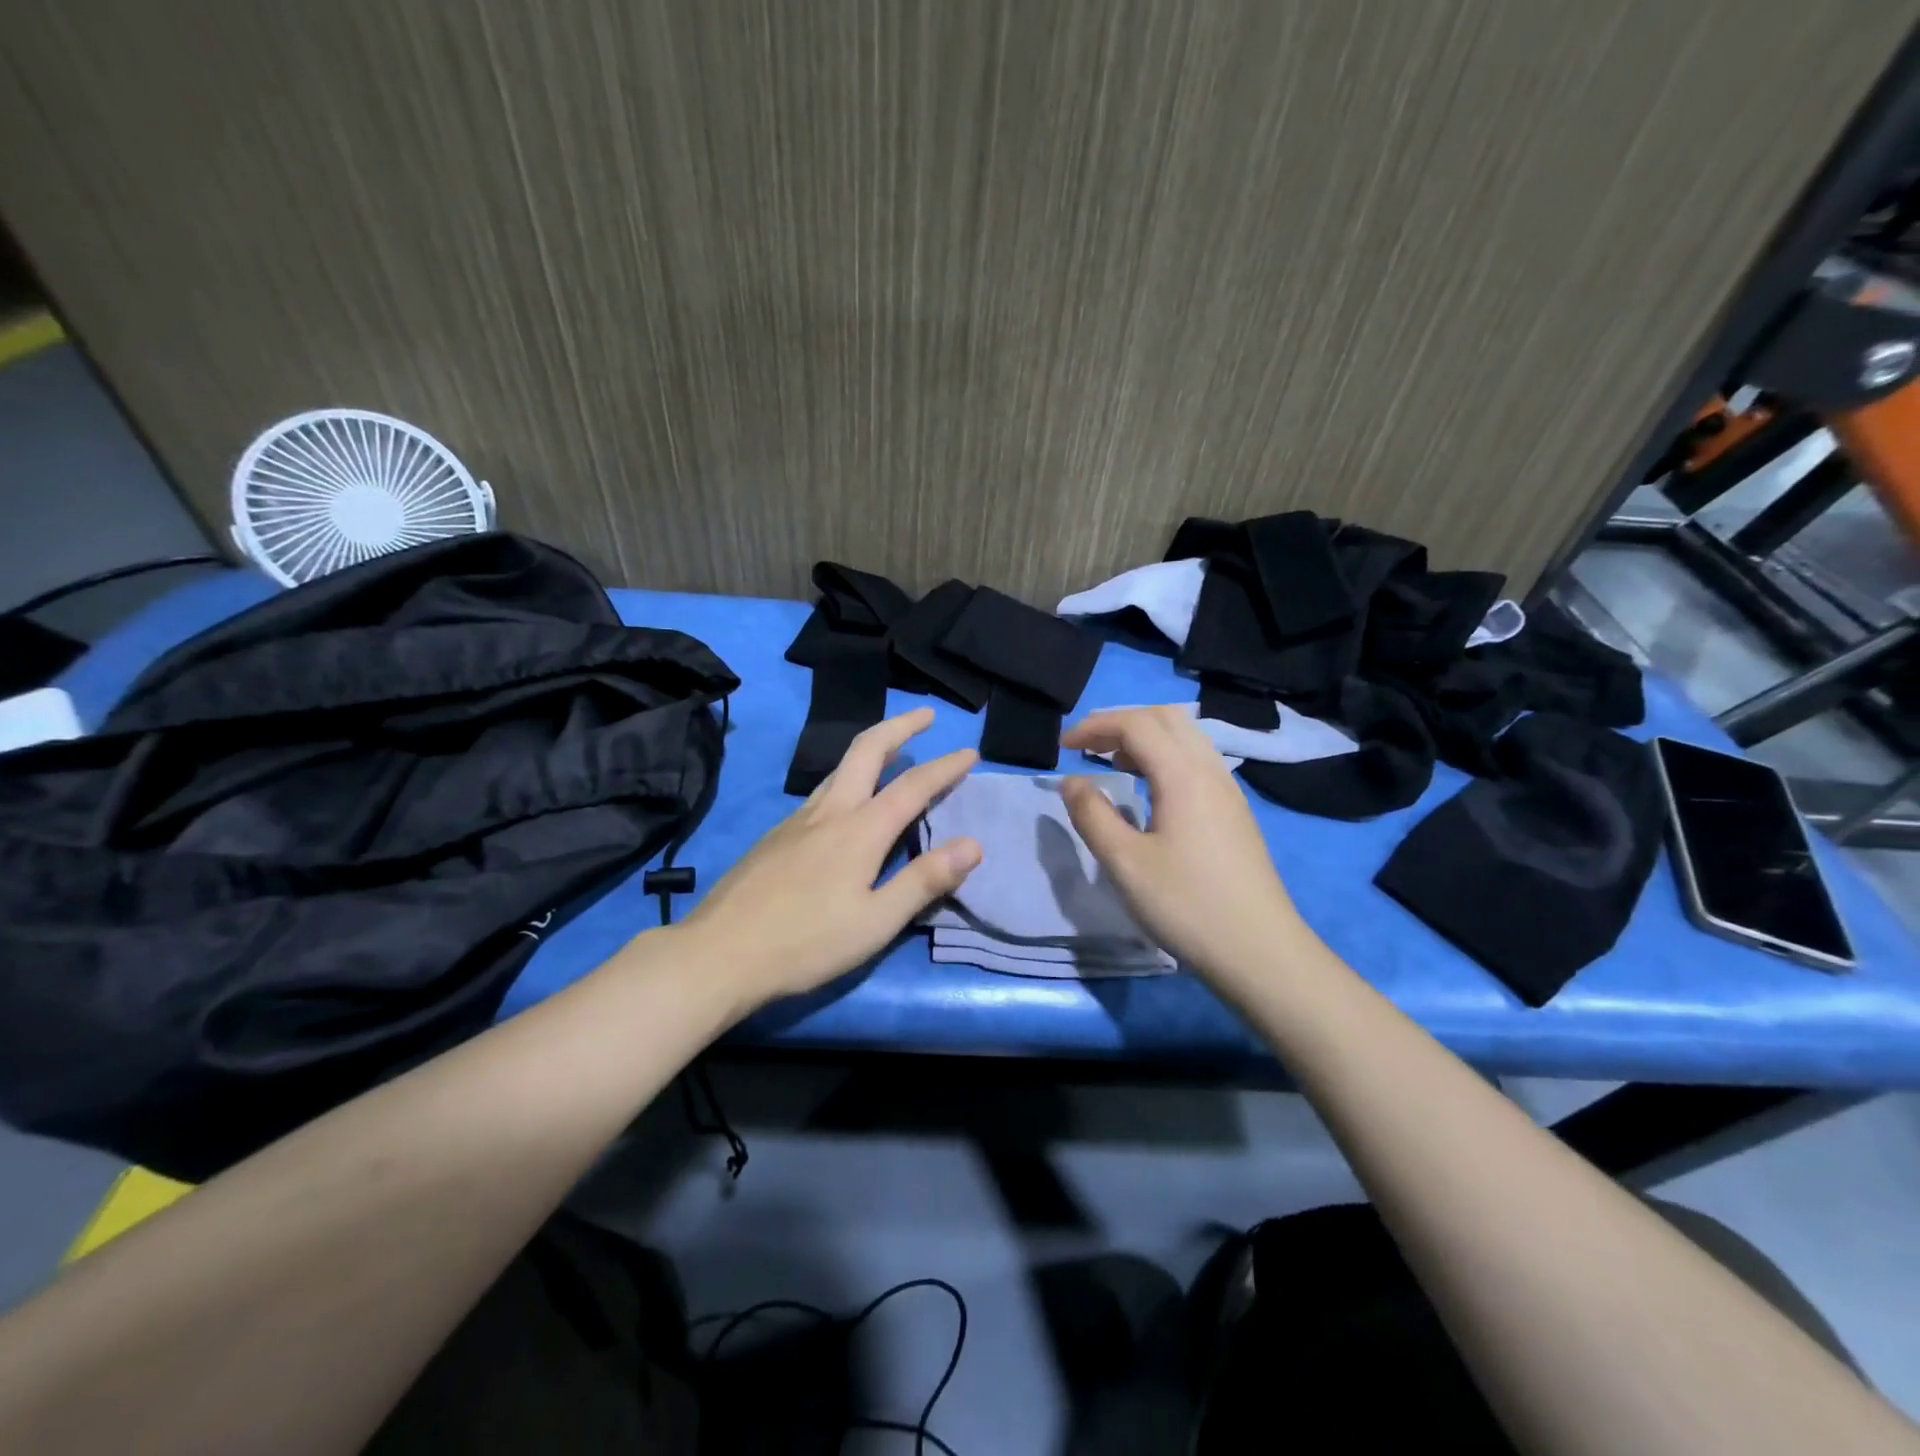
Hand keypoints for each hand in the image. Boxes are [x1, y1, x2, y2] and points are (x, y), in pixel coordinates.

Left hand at [674, 708, 981, 1012]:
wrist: (718, 954)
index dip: (945, 766)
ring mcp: (797, 820)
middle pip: (867, 750)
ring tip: (893, 749)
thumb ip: (924, 881)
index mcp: (860, 830)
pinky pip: (821, 792)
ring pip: (839, 768)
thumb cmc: (805, 943)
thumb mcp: (876, 922)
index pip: (913, 786)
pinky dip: (847, 777)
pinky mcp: (775, 836)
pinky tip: (846, 803)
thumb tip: (973, 844)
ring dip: (872, 748)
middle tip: (925, 715)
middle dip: (900, 726)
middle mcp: (830, 811)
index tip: (970, 751)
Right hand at [1059, 706, 1302, 987]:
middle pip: (1165, 719)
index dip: (1095, 726)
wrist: (1260, 951)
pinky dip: (1165, 758)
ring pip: (1186, 738)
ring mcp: (1229, 791)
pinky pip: (1197, 761)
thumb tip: (1072, 782)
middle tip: (1088, 746)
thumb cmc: (1186, 905)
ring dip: (1146, 738)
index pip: (1136, 725)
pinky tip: (1150, 791)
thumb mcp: (1125, 863)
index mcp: (1183, 775)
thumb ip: (1092, 815)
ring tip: (1114, 764)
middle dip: (1121, 722)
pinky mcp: (1235, 812)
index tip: (1063, 747)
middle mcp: (1210, 771)